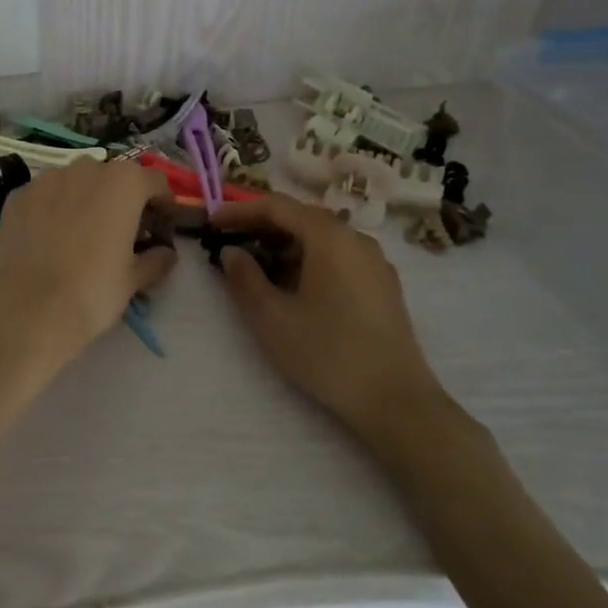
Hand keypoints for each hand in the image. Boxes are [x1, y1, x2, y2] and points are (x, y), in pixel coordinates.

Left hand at [0, 159, 176, 389]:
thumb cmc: (92, 291)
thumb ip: (156, 259)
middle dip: (122, 199)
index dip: (162, 204)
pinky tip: (50, 238)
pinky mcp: (18, 195)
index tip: (161, 228)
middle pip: (114, 177)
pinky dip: (53, 208)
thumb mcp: (133, 280)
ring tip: (82, 233)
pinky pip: (45, 195)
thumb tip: (166, 253)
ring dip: (86, 199)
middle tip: (122, 231)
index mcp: (124, 183)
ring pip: (76, 182)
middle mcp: (86, 169)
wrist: (26, 308)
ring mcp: (47, 178)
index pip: (155, 181)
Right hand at [211, 192, 442, 437]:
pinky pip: (338, 257)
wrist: (397, 401)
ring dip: (285, 246)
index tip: (211, 223)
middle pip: (301, 218)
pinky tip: (294, 288)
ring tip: (257, 268)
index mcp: (329, 236)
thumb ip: (244, 277)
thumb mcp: (272, 317)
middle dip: (262, 227)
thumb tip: (231, 252)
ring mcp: (375, 262)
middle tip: (230, 243)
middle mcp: (355, 238)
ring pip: (321, 239)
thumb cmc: (327, 353)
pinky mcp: (383, 286)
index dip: (239, 211)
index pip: (276, 206)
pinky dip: (309, 261)